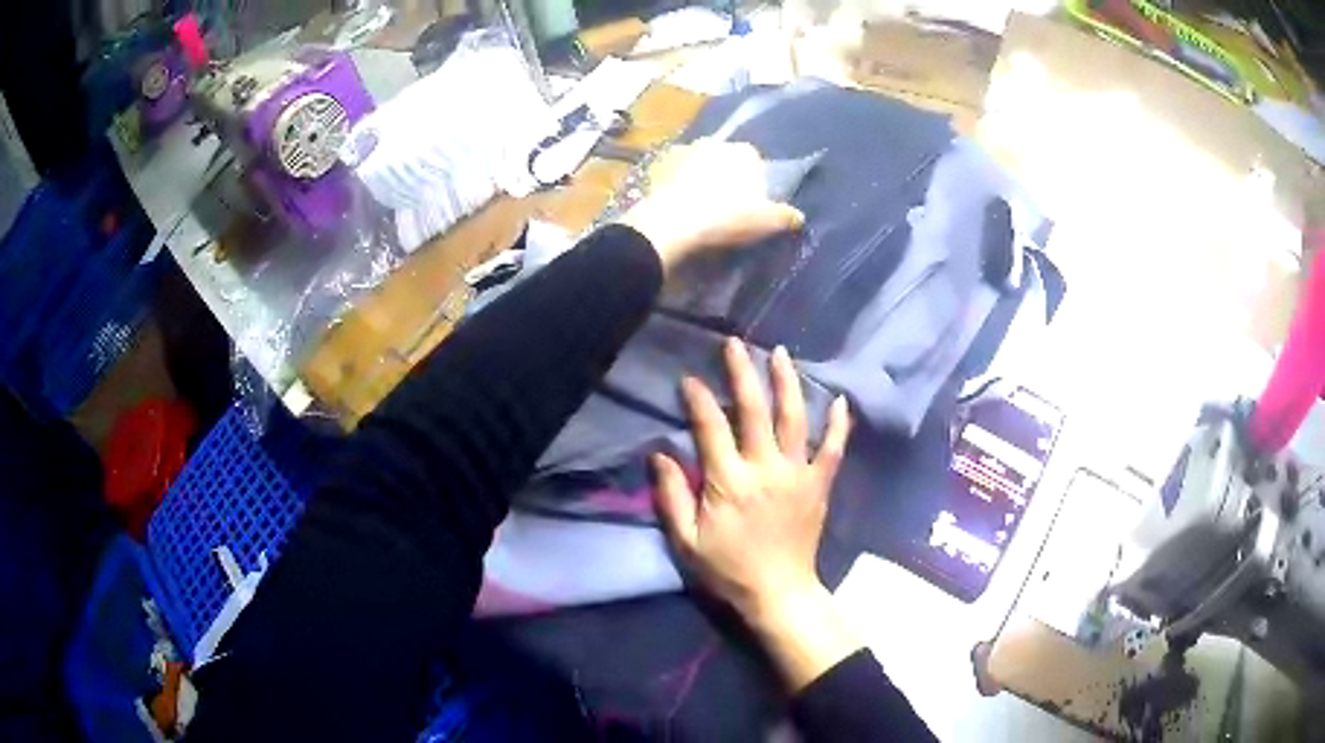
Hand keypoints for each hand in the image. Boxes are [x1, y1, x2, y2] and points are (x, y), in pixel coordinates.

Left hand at [620, 140, 804, 270]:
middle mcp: (712, 142)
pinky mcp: (656, 165)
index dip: (752, 177)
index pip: (753, 158)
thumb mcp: (764, 222)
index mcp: (741, 152)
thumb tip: (799, 217)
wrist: (671, 224)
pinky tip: (676, 204)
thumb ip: (785, 216)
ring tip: (698, 204)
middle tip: (724, 203)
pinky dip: (674, 183)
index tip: (750, 199)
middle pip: (723, 157)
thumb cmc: (725, 218)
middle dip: (724, 173)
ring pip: (696, 162)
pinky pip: (671, 173)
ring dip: (698, 176)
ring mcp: (681, 151)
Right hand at [652, 338, 860, 690]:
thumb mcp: (686, 540)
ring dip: (787, 383)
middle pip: (755, 410)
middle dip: (742, 373)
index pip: (711, 427)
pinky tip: (840, 400)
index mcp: (728, 481)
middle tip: (735, 344)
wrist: (778, 593)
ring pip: (794, 419)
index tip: (689, 378)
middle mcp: (765, 469)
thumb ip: (671, 496)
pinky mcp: (819, 485)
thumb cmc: (727, 569)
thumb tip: (659, 454)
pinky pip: (833, 449)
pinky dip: (838, 424)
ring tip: (780, 353)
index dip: (698, 399)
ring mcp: (797, 474)